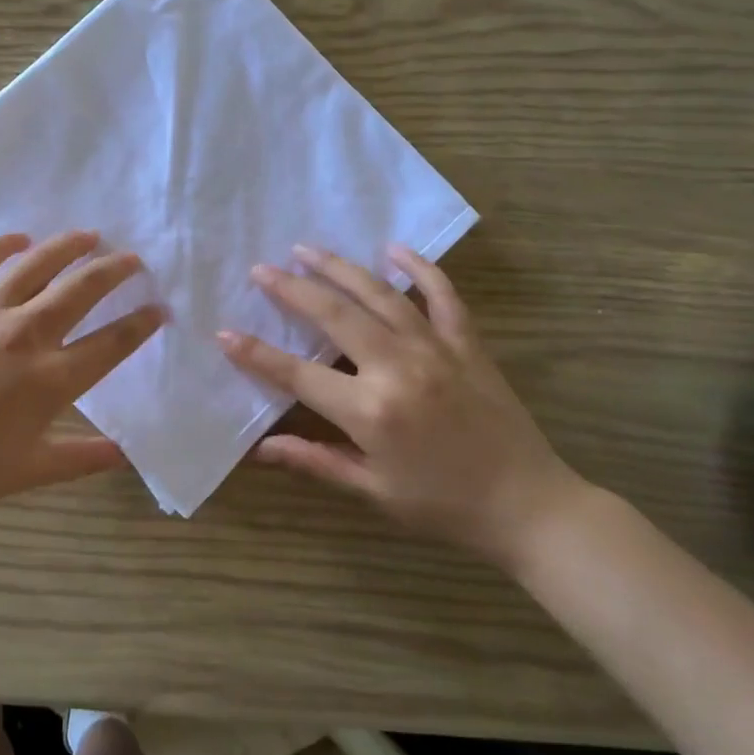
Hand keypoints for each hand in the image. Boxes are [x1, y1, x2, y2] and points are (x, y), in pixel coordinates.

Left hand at [0, 230, 163, 522]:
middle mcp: (26, 334)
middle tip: (133, 259)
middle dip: (115, 271)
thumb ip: (83, 459)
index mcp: (51, 380)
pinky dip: (4, 244)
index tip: (159, 308)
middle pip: (83, 290)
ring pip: (38, 263)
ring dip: (69, 246)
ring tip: (90, 235)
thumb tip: (127, 454)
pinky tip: (20, 238)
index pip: (112, 342)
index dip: (141, 323)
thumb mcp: (29, 472)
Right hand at [217, 244, 582, 565]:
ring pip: (380, 294)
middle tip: (261, 269)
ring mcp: (435, 349)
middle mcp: (398, 368)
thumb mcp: (373, 490)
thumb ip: (315, 460)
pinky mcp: (467, 344)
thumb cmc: (443, 505)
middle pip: (334, 315)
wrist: (529, 505)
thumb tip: (260, 449)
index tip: (224, 332)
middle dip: (291, 289)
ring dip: (339, 267)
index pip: (297, 374)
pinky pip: (442, 295)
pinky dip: (419, 268)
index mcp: (369, 410)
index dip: (256, 353)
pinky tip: (394, 249)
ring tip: (307, 249)